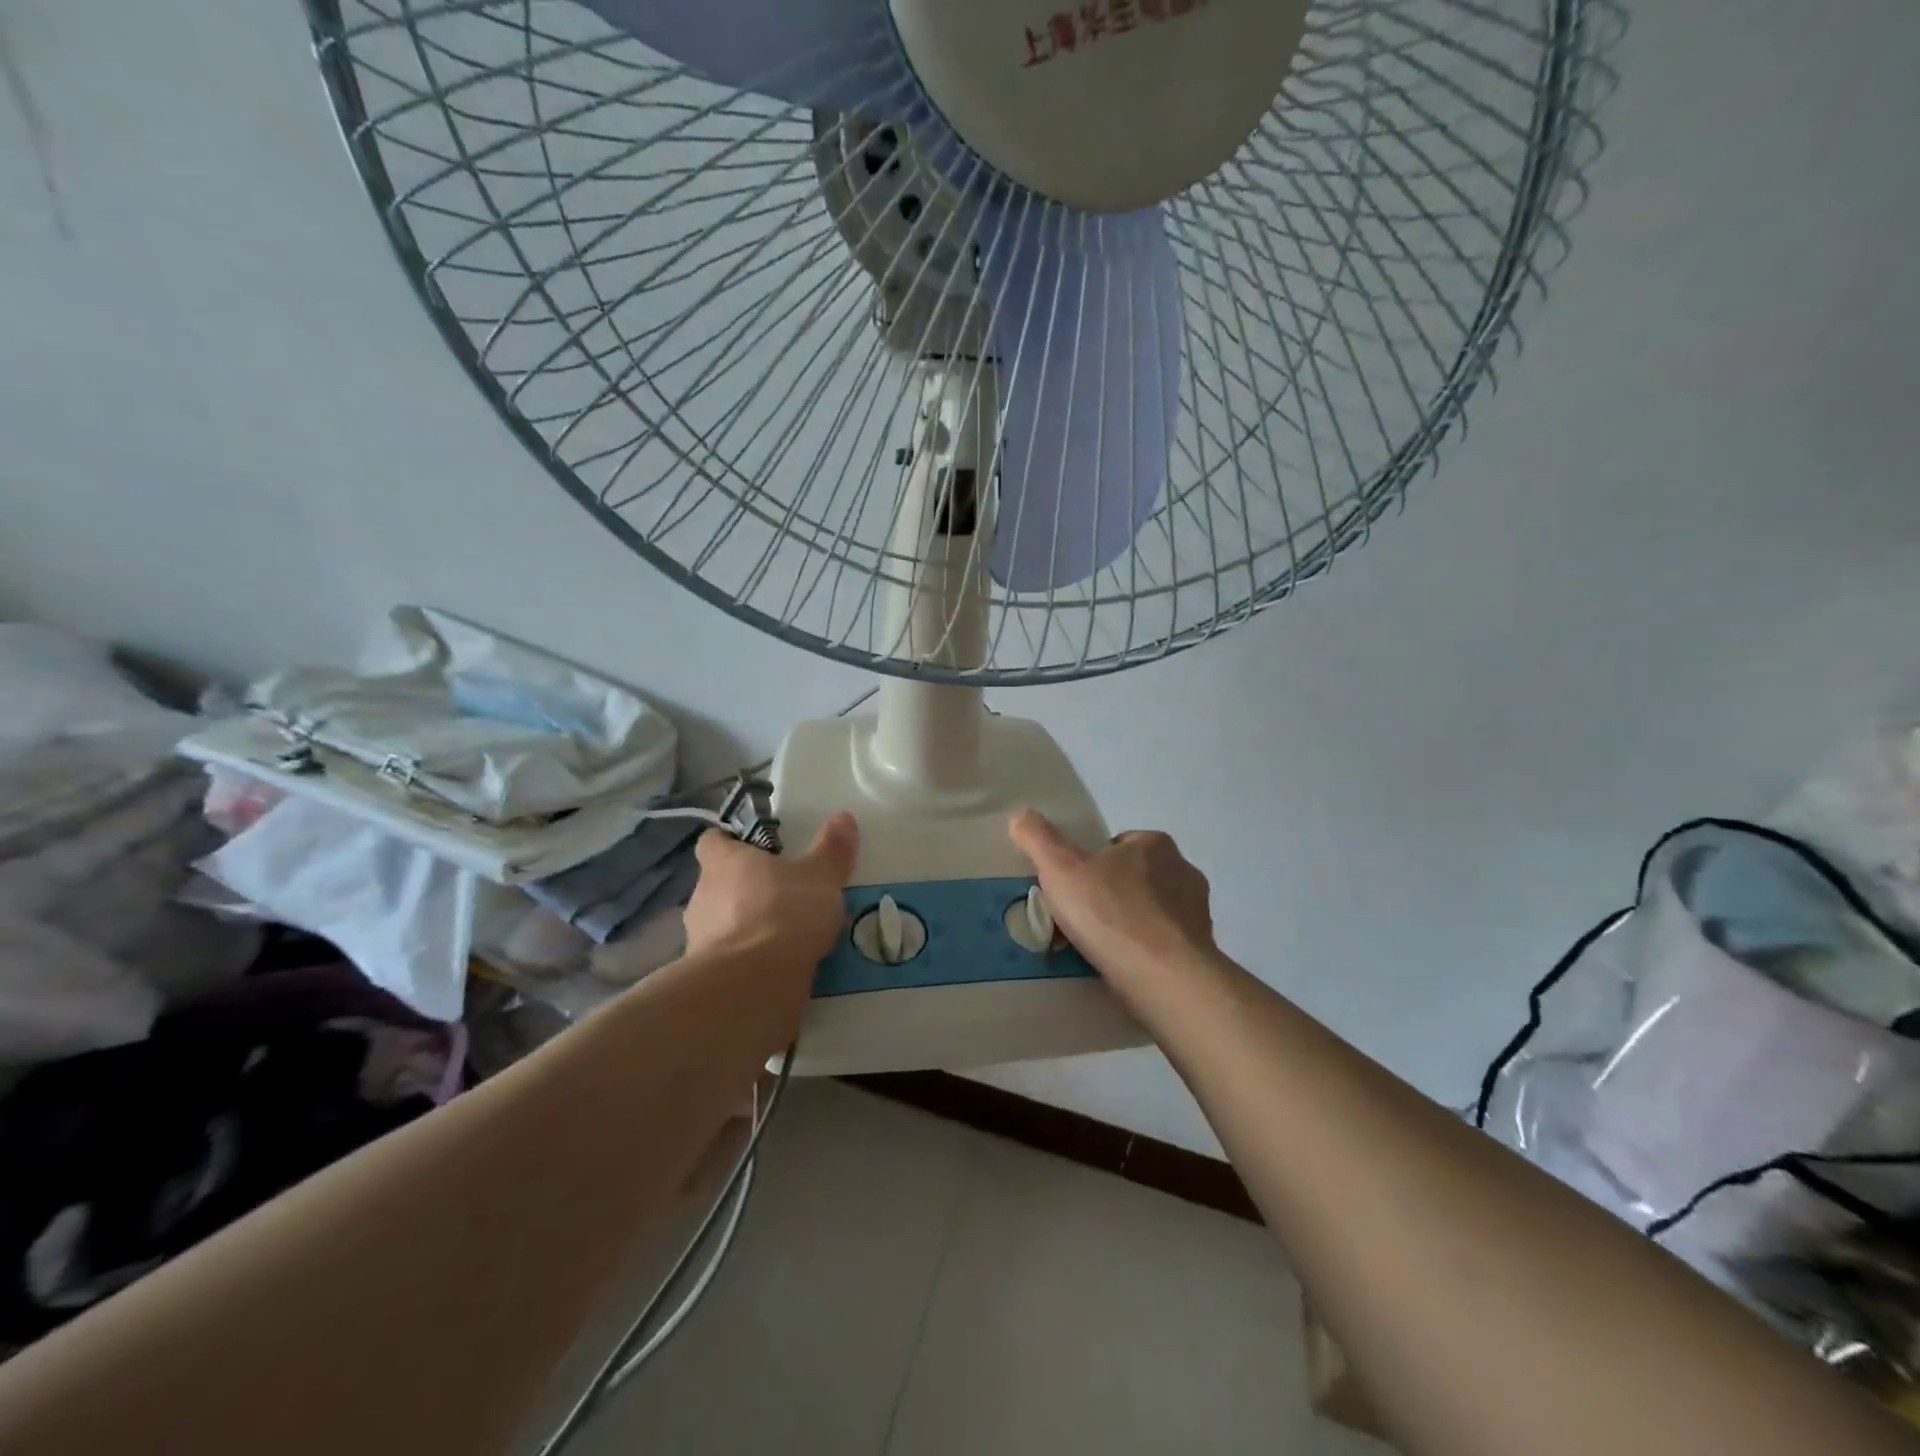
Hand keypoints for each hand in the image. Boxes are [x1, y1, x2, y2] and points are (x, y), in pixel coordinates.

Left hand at [682, 812, 859, 965]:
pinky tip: (778, 968)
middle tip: (784, 893)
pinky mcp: (706, 976)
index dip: (731, 843)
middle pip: (720, 883)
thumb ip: (832, 849)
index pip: (712, 841)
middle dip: (747, 888)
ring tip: (786, 936)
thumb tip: (843, 816)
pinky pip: (730, 959)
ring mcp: (699, 939)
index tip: (757, 849)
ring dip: (748, 927)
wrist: (750, 986)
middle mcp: (702, 895)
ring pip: (724, 923)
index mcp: (724, 862)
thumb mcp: (821, 876)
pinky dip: (749, 961)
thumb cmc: (783, 913)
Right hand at [1008, 810, 1214, 983]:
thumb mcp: (1060, 869)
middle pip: (1135, 878)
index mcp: (1155, 844)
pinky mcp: (1202, 950)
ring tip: (1099, 950)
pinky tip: (1123, 969)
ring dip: (1129, 926)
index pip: (1118, 845)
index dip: (1091, 864)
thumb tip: (1021, 815)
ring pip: (1151, 912)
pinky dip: (1145, 953)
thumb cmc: (1111, 913)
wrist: (1165, 978)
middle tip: (1080, 921)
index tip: (1073, 889)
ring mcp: (1197, 912)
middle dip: (1111, 896)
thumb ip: (1038, 838)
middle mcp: (1183, 870)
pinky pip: (1164, 945)